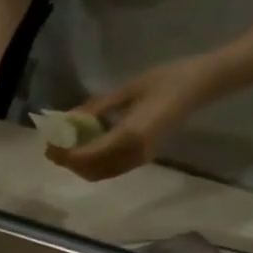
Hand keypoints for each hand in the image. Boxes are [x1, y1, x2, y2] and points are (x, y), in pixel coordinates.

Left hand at [46, 54, 226, 181]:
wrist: (203, 84)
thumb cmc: (168, 78)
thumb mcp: (127, 90)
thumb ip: (96, 108)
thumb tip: (67, 120)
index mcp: (130, 136)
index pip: (87, 156)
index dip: (65, 155)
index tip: (49, 145)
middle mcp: (134, 154)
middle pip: (90, 170)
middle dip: (69, 162)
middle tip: (54, 146)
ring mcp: (140, 159)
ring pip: (99, 173)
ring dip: (80, 165)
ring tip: (67, 147)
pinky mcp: (143, 158)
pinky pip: (111, 169)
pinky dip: (93, 164)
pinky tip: (87, 147)